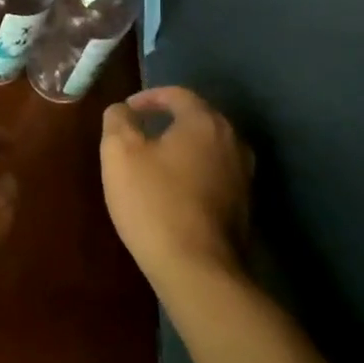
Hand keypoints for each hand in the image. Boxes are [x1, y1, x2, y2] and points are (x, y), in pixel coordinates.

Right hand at [100, 87, 251, 282]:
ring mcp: (244, 174)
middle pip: (198, 118)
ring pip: (208, 147)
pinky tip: (173, 189)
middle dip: (167, 120)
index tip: (127, 110)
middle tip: (138, 131)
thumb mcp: (119, 152)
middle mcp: (233, 141)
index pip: (177, 94)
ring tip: (154, 160)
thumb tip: (124, 110)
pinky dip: (193, 170)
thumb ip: (119, 120)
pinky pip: (215, 172)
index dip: (148, 97)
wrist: (197, 267)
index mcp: (204, 122)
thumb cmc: (154, 201)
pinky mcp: (245, 204)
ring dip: (182, 147)